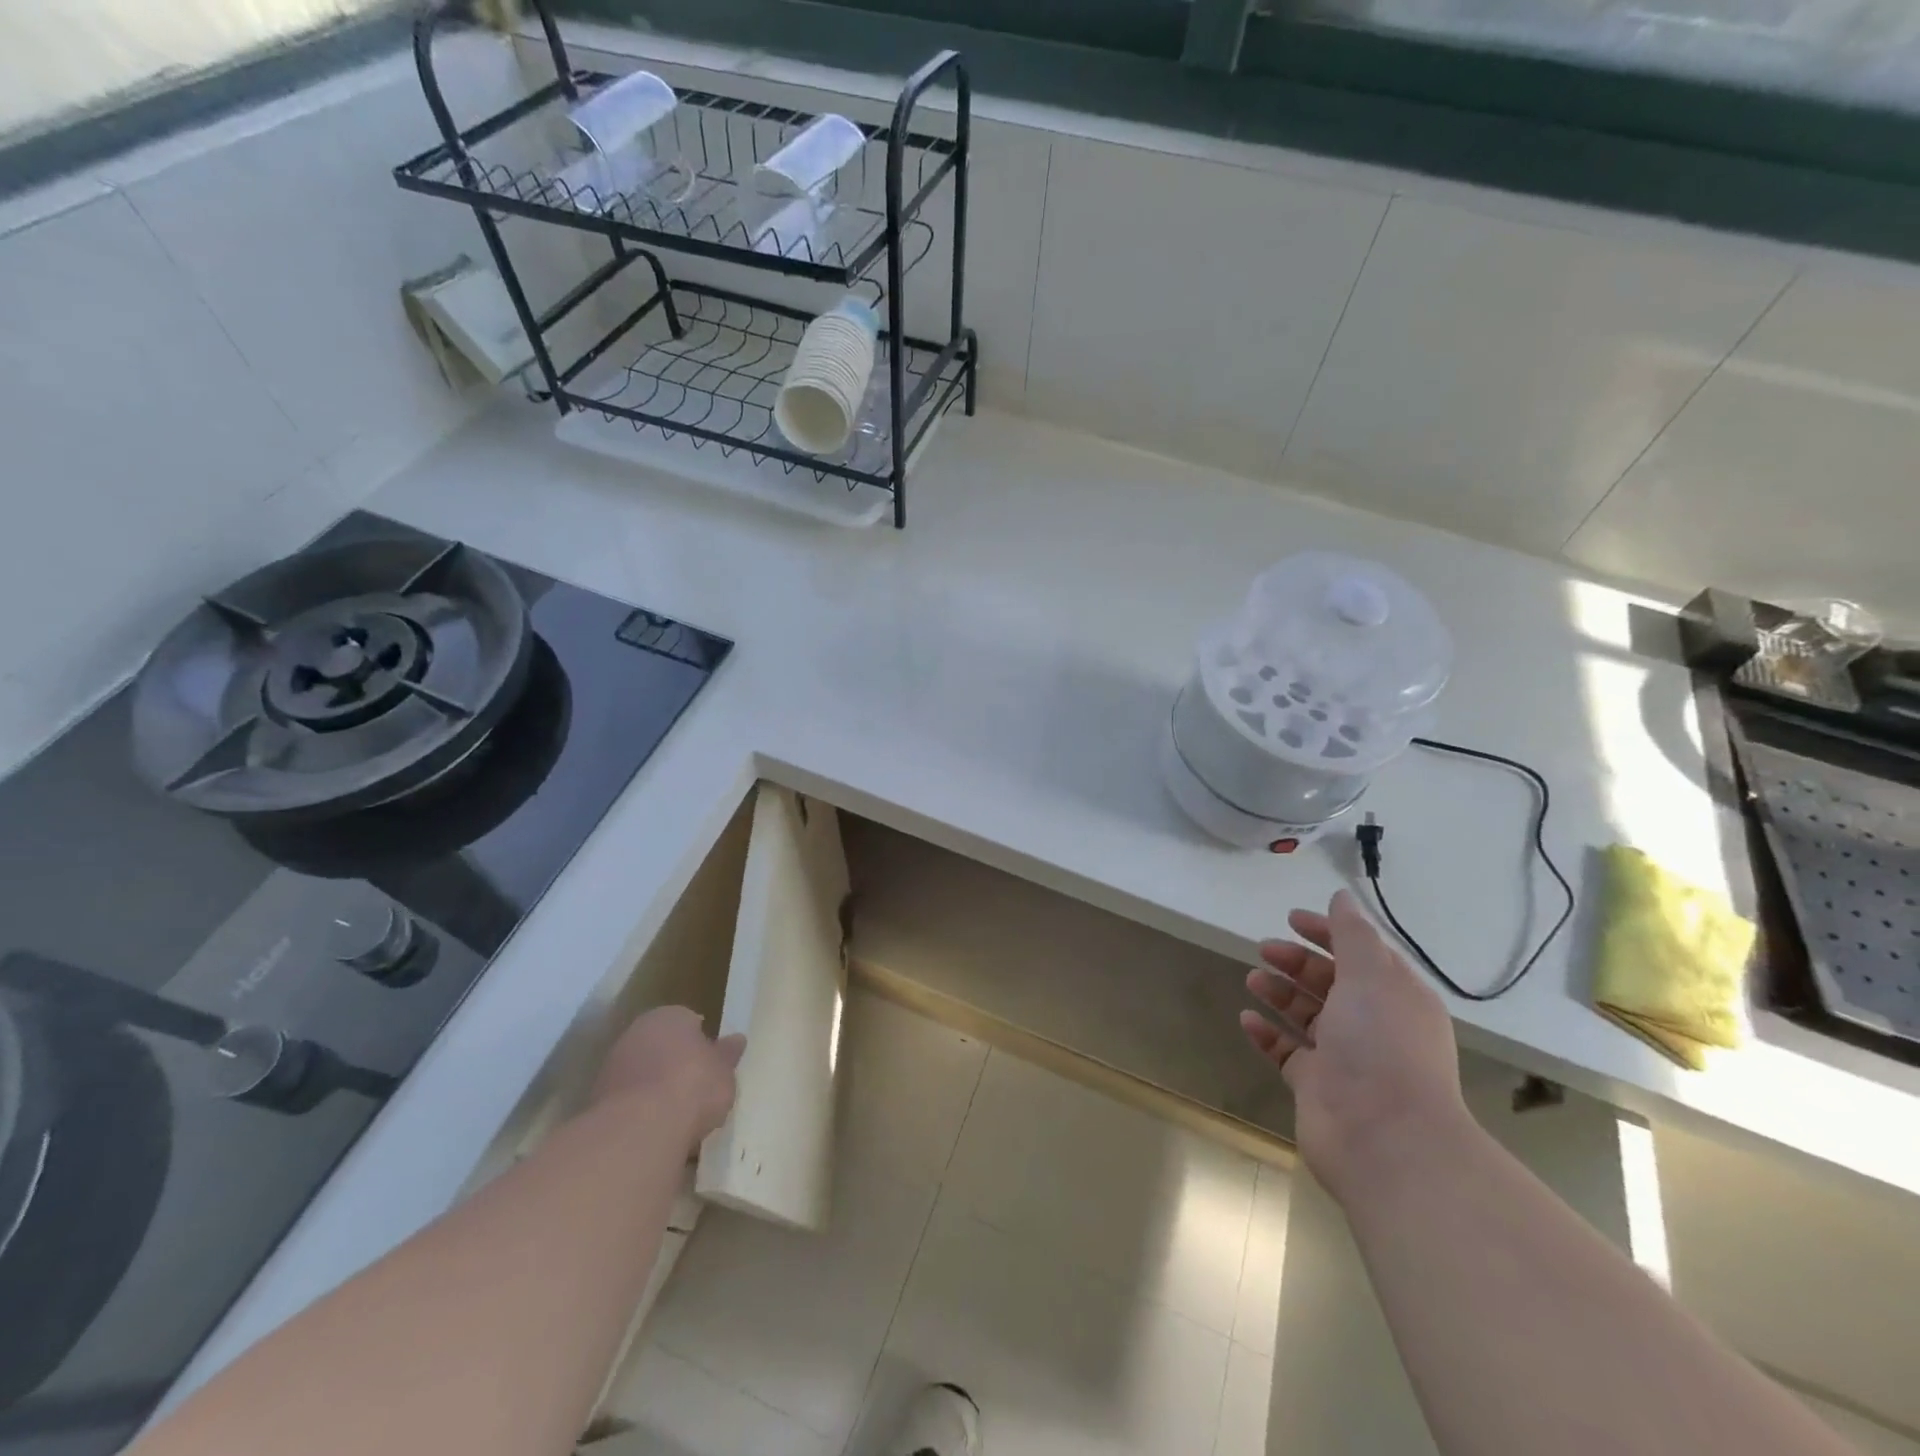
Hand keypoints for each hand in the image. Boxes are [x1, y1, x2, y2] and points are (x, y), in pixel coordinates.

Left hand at [591, 1006, 745, 1142]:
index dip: (702, 1042)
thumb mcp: (724, 1070)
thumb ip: (727, 1055)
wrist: (639, 1129)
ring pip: (642, 1075)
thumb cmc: (693, 1085)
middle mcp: (636, 1033)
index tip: (712, 1062)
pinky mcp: (596, 1103)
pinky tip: (657, 1132)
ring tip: (679, 1116)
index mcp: (668, 1016)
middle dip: (676, 1064)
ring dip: (656, 1091)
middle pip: (661, 1047)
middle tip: (697, 1088)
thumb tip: (736, 1040)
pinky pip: (629, 1103)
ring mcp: (612, 1067)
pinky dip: (641, 1113)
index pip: (688, 1021)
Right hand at [1240, 891, 1469, 1206]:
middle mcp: (1372, 1025)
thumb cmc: (1381, 1045)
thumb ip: (1352, 934)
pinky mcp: (1317, 1085)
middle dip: (1297, 962)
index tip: (1291, 919)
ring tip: (1253, 979)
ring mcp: (1344, 1057)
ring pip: (1307, 1015)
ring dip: (1280, 993)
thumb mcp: (1371, 976)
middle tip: (1264, 950)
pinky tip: (1247, 1017)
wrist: (1385, 1138)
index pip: (1360, 954)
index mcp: (1395, 997)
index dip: (1328, 933)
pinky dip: (1267, 1033)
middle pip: (1330, 982)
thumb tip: (1341, 897)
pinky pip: (1287, 1051)